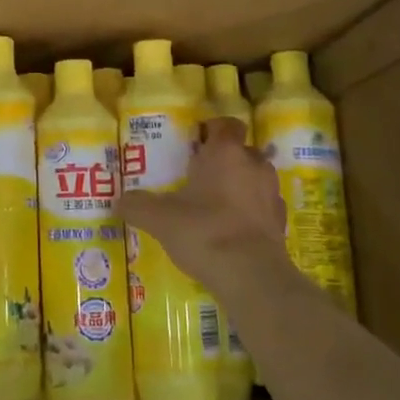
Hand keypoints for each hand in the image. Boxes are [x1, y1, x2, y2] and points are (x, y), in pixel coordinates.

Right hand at [120, 118, 286, 278]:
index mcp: (225, 152)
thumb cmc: (203, 231)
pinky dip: (249, 212)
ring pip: (254, 178)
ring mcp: (271, 193)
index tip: (195, 143)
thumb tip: (119, 201)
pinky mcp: (280, 221)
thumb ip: (137, 206)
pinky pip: (262, 206)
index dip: (212, 129)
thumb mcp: (159, 218)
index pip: (226, 124)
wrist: (251, 276)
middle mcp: (253, 165)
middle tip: (198, 176)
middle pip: (241, 151)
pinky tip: (231, 229)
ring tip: (214, 204)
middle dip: (223, 160)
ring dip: (239, 185)